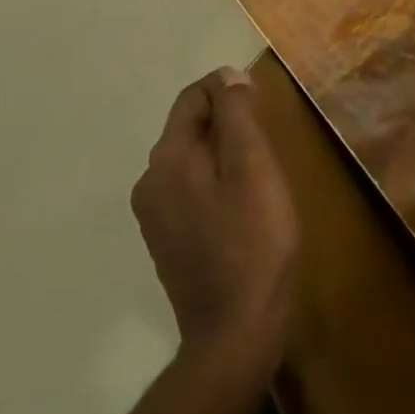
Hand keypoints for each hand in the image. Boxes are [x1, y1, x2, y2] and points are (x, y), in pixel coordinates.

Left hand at [132, 67, 299, 368]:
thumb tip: (227, 75)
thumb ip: (237, 114)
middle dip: (225, 124)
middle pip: (189, 128)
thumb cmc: (253, 243)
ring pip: (190, 160)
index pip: (193, 97)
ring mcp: (153, 215)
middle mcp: (150, 180)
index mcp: (168, 157)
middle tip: (264, 145)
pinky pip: (188, 190)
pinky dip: (212, 184)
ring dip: (220, 154)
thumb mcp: (253, 166)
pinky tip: (239, 208)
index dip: (227, 90)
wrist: (234, 338)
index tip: (260, 106)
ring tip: (256, 176)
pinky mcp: (165, 242)